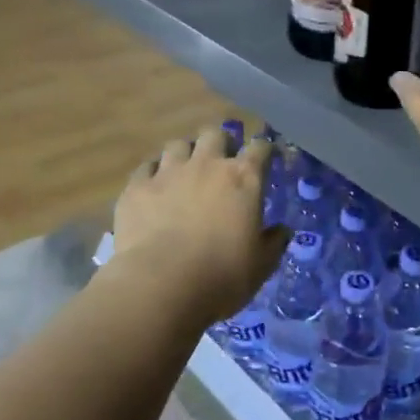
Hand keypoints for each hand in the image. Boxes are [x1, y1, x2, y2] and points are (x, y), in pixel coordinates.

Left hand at [110, 126, 288, 329]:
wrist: (160, 284)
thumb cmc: (221, 276)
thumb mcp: (260, 266)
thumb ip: (274, 243)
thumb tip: (282, 231)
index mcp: (243, 179)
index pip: (260, 148)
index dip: (264, 150)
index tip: (266, 157)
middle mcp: (207, 165)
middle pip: (215, 134)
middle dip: (221, 142)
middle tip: (222, 159)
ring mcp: (168, 172)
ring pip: (178, 144)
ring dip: (185, 154)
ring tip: (184, 170)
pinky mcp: (137, 187)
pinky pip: (146, 167)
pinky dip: (152, 173)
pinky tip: (153, 187)